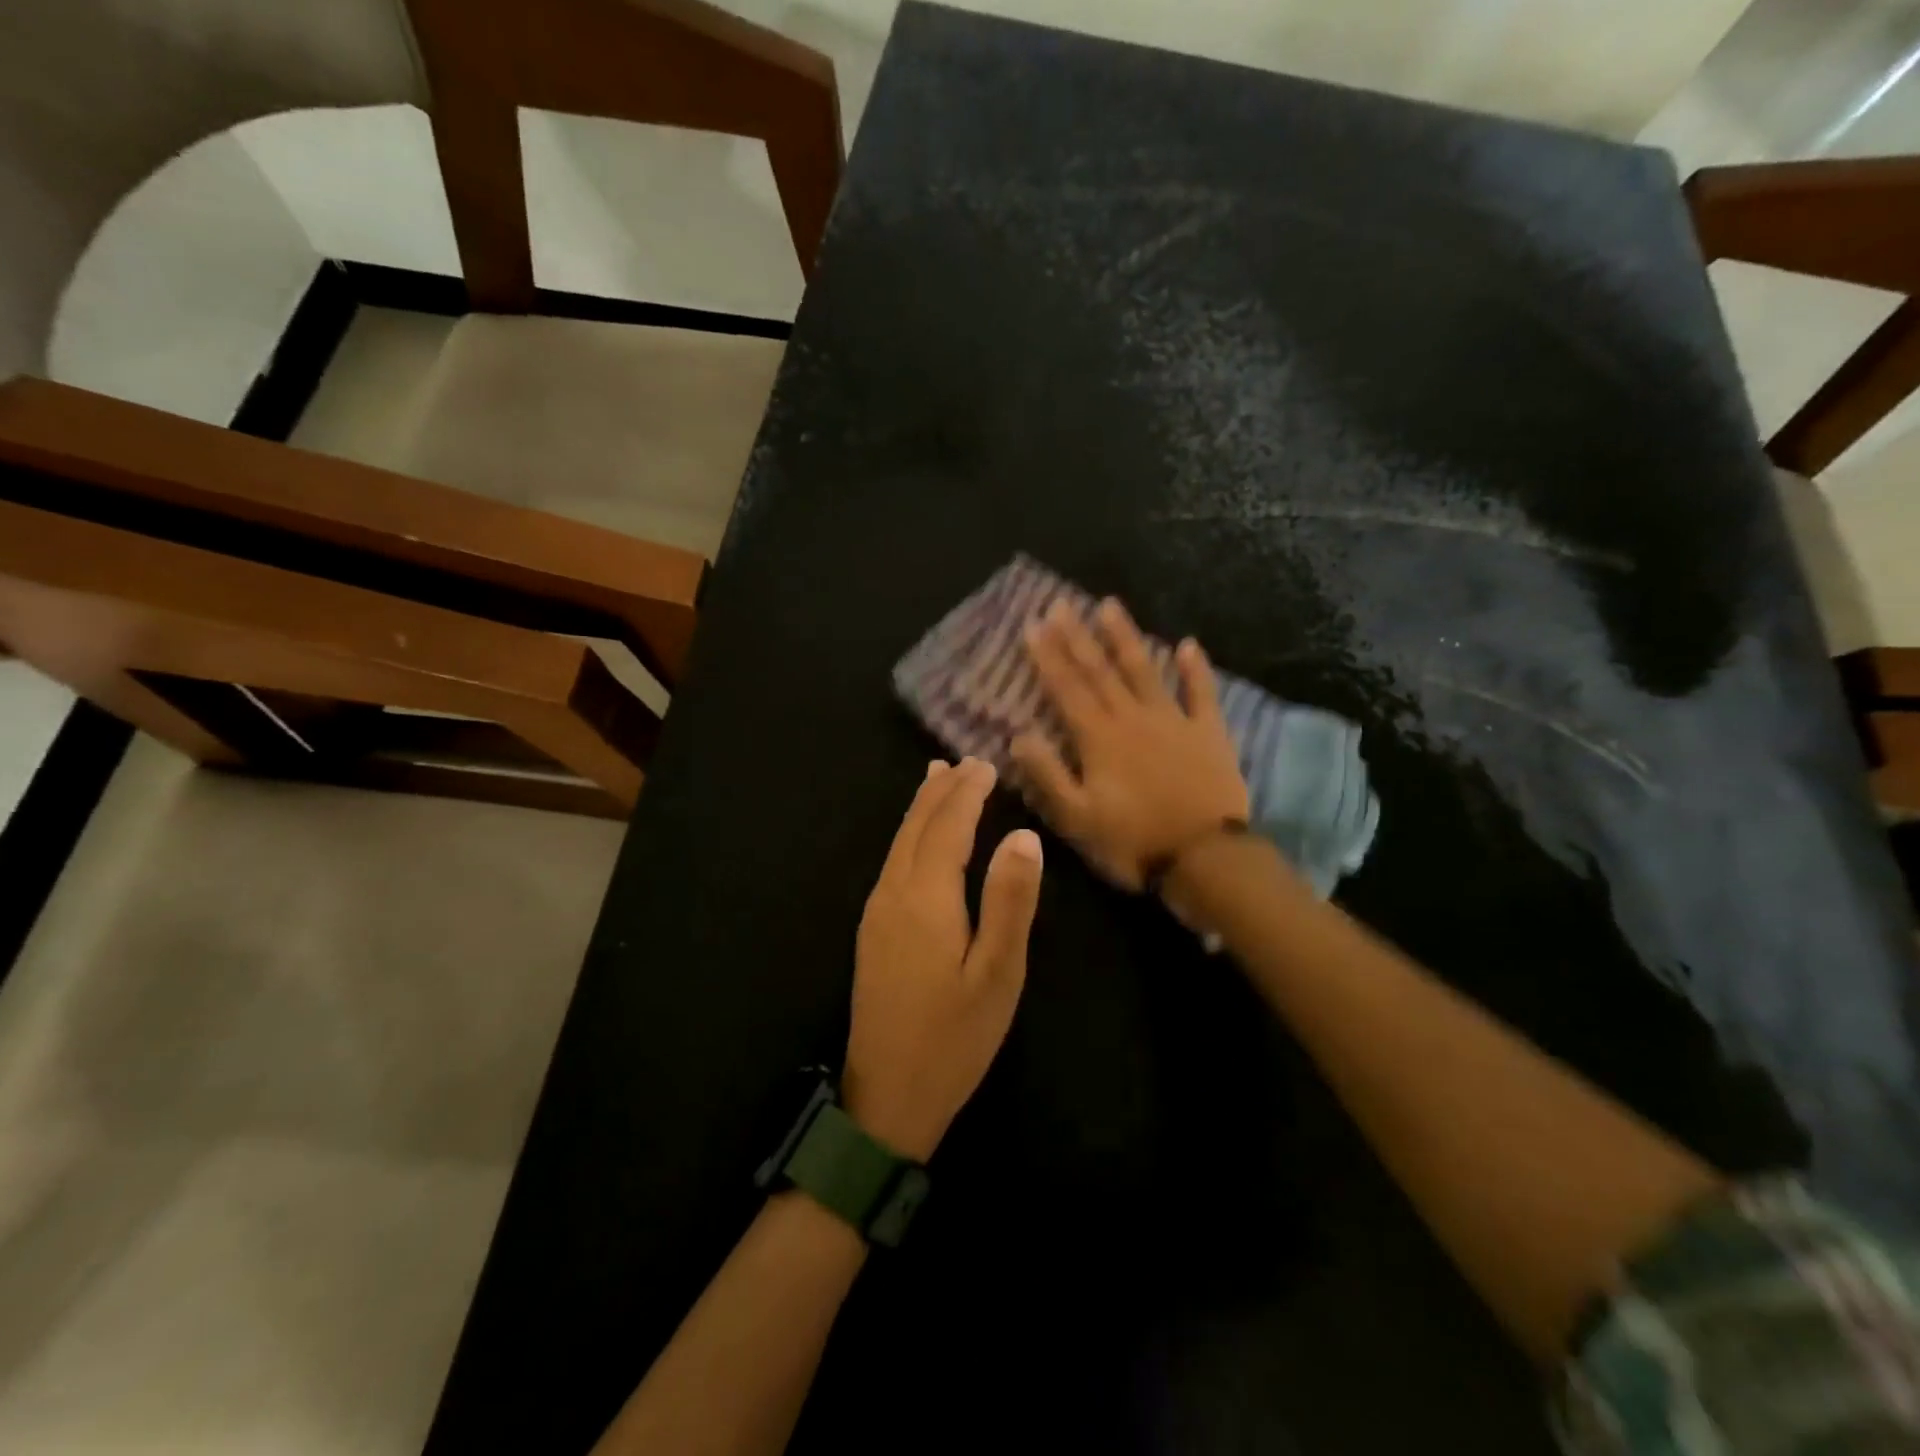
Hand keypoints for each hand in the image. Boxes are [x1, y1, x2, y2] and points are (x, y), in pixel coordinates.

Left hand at [844, 758, 1043, 1160]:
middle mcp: (893, 894)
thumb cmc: (954, 1038)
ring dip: (921, 808)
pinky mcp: (872, 931)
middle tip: (967, 762)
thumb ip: (1010, 902)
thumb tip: (1023, 836)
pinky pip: (892, 862)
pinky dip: (909, 835)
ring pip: (899, 843)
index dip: (967, 794)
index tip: (986, 765)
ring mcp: (876, 913)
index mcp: (925, 899)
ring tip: (937, 778)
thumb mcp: (997, 974)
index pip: (947, 828)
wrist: (887, 1098)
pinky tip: (918, 838)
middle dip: (941, 791)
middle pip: (916, 827)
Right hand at [1011, 598, 1249, 891]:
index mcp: (1098, 738)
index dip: (1048, 657)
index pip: (1067, 688)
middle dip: (1077, 636)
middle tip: (1061, 604)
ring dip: (1126, 637)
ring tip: (1110, 606)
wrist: (1205, 860)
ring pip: (1145, 670)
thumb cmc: (1133, 842)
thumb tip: (1018, 735)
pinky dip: (1196, 668)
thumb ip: (1047, 775)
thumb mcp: (1077, 818)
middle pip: (1100, 670)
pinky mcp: (1209, 732)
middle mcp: (1133, 718)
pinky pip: (1201, 693)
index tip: (1033, 625)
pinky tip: (1188, 644)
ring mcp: (1174, 721)